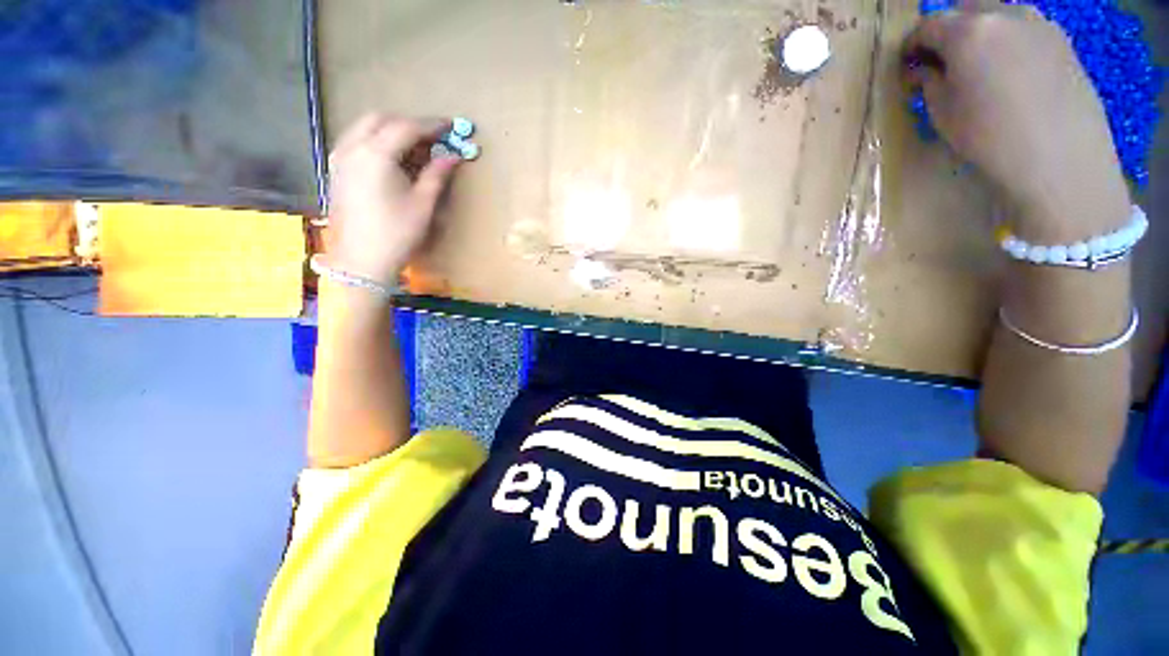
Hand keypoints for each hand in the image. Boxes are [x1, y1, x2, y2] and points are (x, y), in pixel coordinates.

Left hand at [324, 113, 460, 284]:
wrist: (362, 260)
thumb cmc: (397, 233)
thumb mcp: (423, 204)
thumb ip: (437, 175)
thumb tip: (454, 157)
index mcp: (376, 154)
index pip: (406, 127)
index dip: (430, 125)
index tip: (450, 126)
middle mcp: (353, 148)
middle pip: (381, 119)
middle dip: (408, 123)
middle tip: (432, 138)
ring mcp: (340, 158)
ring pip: (365, 127)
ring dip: (391, 130)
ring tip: (414, 148)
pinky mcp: (336, 170)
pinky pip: (356, 141)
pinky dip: (376, 140)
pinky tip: (391, 159)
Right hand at [905, 2, 1130, 240]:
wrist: (1061, 158)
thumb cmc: (991, 137)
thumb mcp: (943, 113)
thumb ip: (929, 82)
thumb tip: (922, 70)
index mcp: (968, 30)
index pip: (926, 25)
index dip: (910, 44)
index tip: (905, 64)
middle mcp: (1004, 13)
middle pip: (964, 8)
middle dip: (946, 29)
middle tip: (939, 61)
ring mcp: (1038, 22)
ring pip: (997, 13)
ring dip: (980, 32)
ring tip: (976, 65)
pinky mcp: (1061, 39)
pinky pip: (1023, 27)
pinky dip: (1007, 40)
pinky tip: (1008, 70)